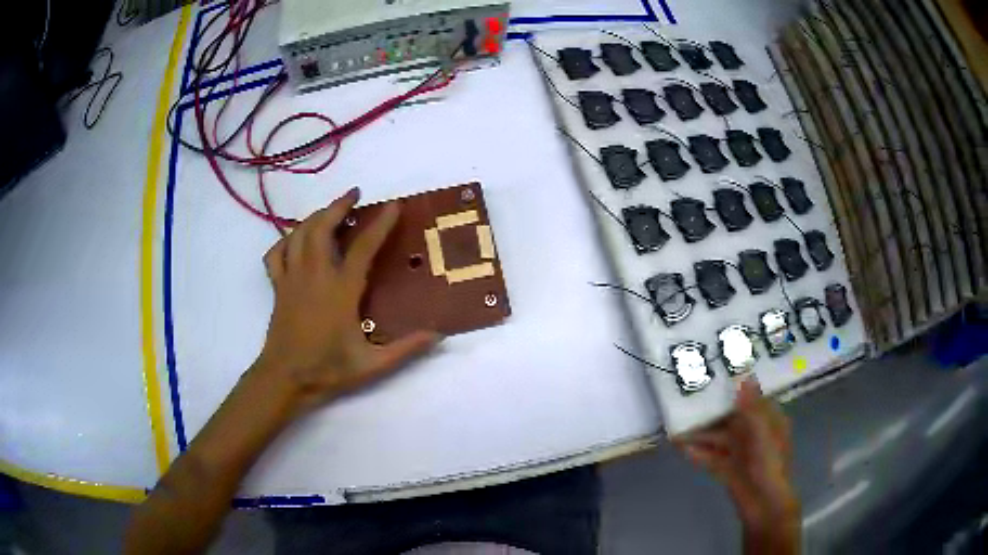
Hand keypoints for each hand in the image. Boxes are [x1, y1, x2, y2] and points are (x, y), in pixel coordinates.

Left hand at [255, 187, 441, 412]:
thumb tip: (438, 335)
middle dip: (338, 205)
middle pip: (322, 227)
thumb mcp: (372, 365)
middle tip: (354, 194)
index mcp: (340, 291)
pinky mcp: (278, 287)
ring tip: (330, 210)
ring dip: (315, 216)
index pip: (363, 247)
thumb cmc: (327, 370)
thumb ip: (406, 349)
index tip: (393, 205)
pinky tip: (295, 240)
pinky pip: (276, 253)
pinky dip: (285, 240)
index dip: (380, 223)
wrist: (285, 379)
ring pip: (299, 234)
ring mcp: (292, 278)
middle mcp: (315, 276)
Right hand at [676, 379, 798, 550]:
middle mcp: (754, 435)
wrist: (764, 505)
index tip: (715, 378)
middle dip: (710, 415)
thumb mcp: (763, 433)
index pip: (751, 400)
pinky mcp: (728, 471)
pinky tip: (682, 449)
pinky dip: (698, 454)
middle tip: (687, 403)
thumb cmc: (769, 465)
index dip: (735, 390)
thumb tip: (743, 376)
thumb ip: (751, 407)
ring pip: (718, 440)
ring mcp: (740, 454)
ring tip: (678, 429)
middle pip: (730, 420)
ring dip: (700, 435)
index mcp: (768, 422)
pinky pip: (711, 458)